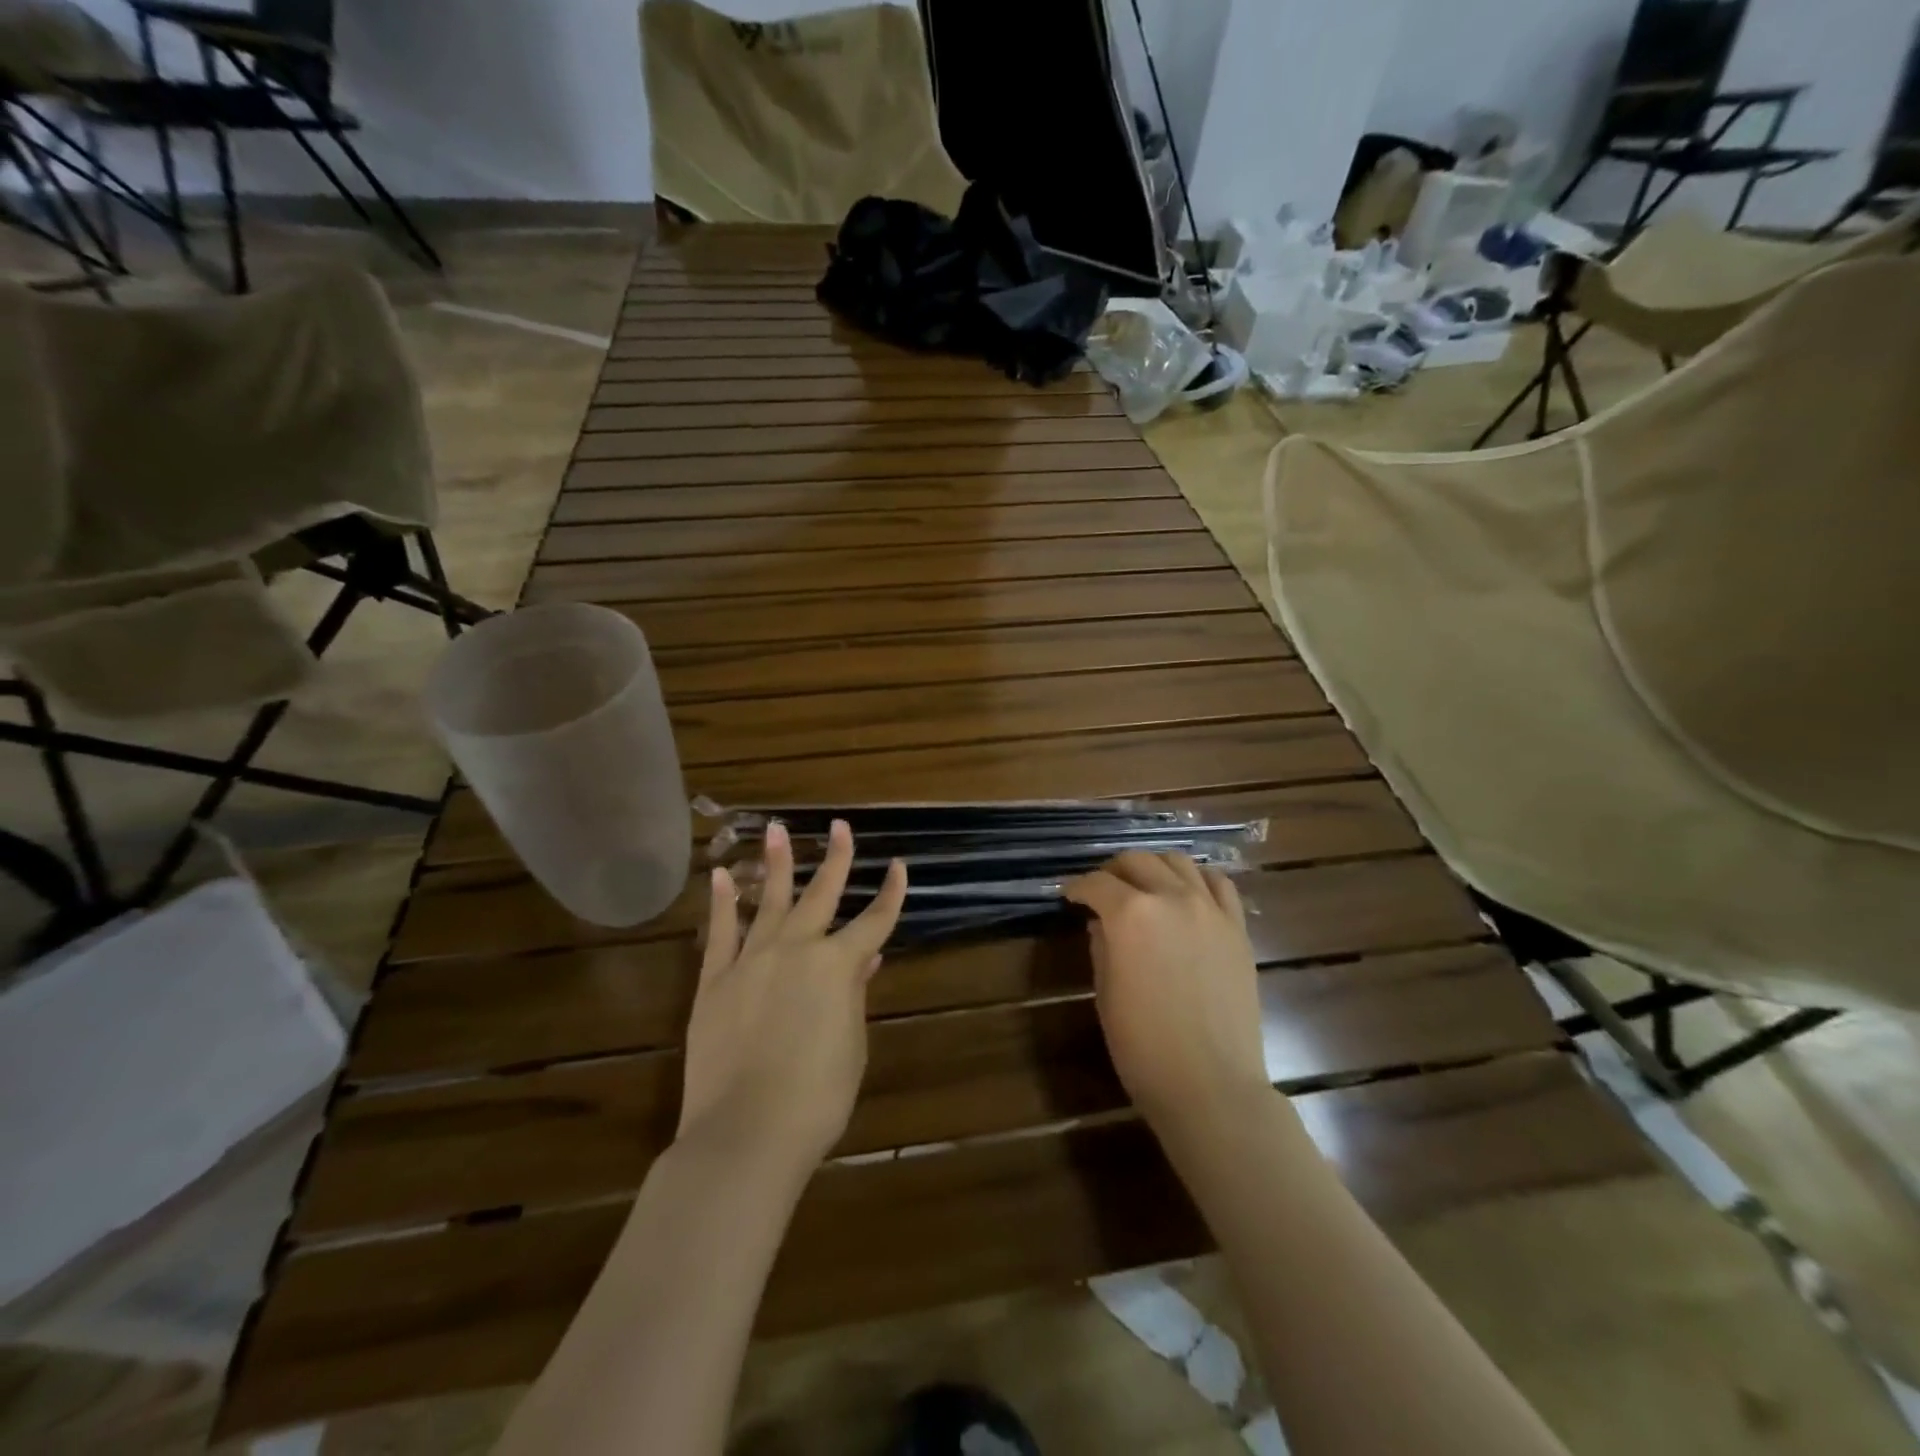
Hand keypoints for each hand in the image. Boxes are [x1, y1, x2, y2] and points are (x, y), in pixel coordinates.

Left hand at [679, 820, 906, 1169]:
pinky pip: (719, 932)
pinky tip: (719, 875)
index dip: (891, 893)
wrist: (746, 1132)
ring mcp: (751, 961)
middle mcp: (796, 950)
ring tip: (777, 830)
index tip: (899, 866)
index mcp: (838, 966)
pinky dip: (720, 902)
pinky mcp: (714, 981)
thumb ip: (854, 996)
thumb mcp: (851, 1046)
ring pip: (767, 901)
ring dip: (775, 864)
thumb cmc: (816, 1098)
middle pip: (821, 895)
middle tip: (840, 827)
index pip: (874, 921)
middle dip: (836, 859)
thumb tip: (865, 959)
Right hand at [1063, 852, 1271, 1134]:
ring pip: (1178, 862)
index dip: (1078, 887)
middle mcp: (1171, 898)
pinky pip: (1219, 884)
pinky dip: (1197, 879)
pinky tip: (1187, 893)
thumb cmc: (1143, 1047)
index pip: (1097, 884)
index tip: (1070, 896)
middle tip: (1103, 888)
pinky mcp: (1237, 928)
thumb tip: (1101, 923)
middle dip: (1113, 870)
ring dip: (1154, 867)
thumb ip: (1101, 947)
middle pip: (1138, 861)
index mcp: (1130, 915)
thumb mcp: (1106, 994)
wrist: (1211, 1085)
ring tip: (1144, 885)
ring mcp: (1210, 910)